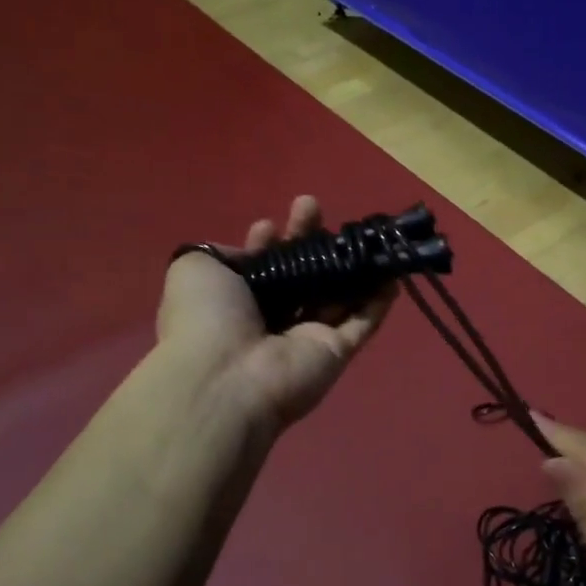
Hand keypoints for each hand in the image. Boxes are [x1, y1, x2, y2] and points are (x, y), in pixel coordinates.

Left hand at [158, 195, 393, 430]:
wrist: (228, 377)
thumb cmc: (207, 318)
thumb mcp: (194, 268)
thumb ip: (220, 252)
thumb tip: (254, 250)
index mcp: (235, 302)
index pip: (259, 268)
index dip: (267, 244)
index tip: (273, 225)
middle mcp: (271, 319)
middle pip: (299, 276)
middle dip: (308, 241)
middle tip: (313, 208)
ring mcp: (306, 337)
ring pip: (335, 296)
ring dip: (349, 265)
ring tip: (361, 232)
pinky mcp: (336, 352)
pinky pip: (363, 323)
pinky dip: (378, 302)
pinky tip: (391, 275)